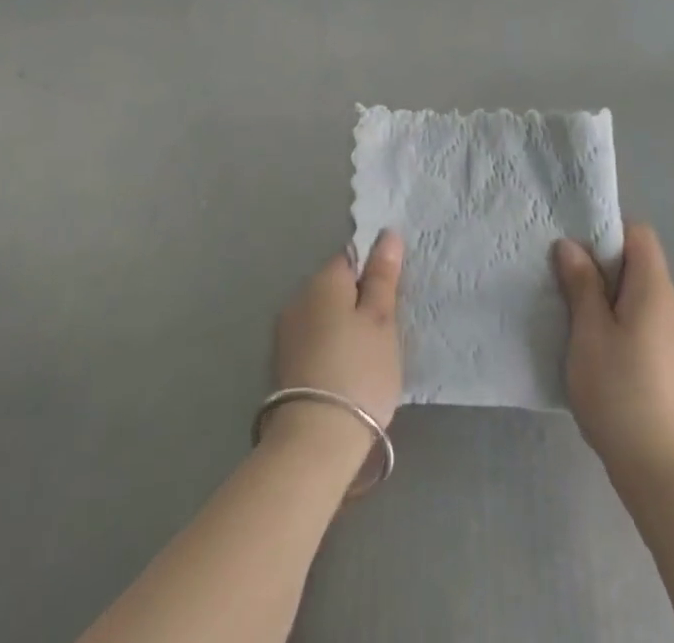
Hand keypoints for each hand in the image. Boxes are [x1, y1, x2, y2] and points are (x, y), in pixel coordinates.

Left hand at [271, 230, 404, 429]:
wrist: (315, 440)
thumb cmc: (359, 371)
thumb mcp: (381, 320)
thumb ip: (383, 276)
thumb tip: (387, 234)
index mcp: (324, 280)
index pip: (351, 257)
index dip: (373, 273)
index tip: (391, 300)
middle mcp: (298, 297)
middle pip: (335, 286)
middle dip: (357, 301)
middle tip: (384, 332)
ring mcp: (286, 332)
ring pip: (323, 314)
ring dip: (342, 325)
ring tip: (366, 356)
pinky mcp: (282, 363)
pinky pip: (313, 339)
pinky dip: (329, 347)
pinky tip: (344, 371)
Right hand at [553, 222, 673, 489]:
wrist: (666, 475)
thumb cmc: (621, 394)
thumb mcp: (589, 334)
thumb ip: (581, 285)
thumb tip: (571, 245)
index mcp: (656, 290)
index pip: (639, 234)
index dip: (608, 231)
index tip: (576, 250)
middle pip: (640, 265)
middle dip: (603, 268)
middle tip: (566, 285)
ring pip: (641, 298)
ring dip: (610, 300)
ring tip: (577, 322)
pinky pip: (647, 325)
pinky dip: (623, 325)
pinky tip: (600, 355)